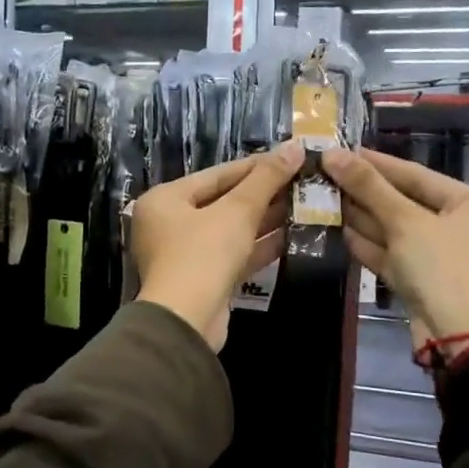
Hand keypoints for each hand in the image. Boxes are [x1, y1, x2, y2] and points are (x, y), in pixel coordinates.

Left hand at [131, 141, 301, 350]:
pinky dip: (259, 245)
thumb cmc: (203, 254)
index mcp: (165, 200)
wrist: (187, 321)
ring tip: (304, 204)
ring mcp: (186, 254)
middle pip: (223, 201)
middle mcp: (169, 224)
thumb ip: (266, 179)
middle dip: (263, 194)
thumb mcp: (237, 211)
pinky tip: (293, 235)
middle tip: (301, 181)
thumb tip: (295, 146)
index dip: (255, 166)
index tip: (289, 157)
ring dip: (265, 219)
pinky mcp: (204, 280)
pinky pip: (234, 254)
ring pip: (231, 230)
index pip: (216, 175)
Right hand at [321, 147, 468, 349]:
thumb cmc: (442, 268)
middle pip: (405, 202)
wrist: (459, 337)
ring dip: (362, 217)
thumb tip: (332, 154)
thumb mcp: (405, 222)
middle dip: (366, 192)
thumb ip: (368, 187)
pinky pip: (393, 254)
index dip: (377, 163)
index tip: (343, 150)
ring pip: (396, 230)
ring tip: (325, 198)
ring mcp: (440, 256)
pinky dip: (369, 244)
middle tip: (327, 174)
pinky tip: (340, 230)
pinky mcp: (422, 280)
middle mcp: (459, 226)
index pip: (416, 175)